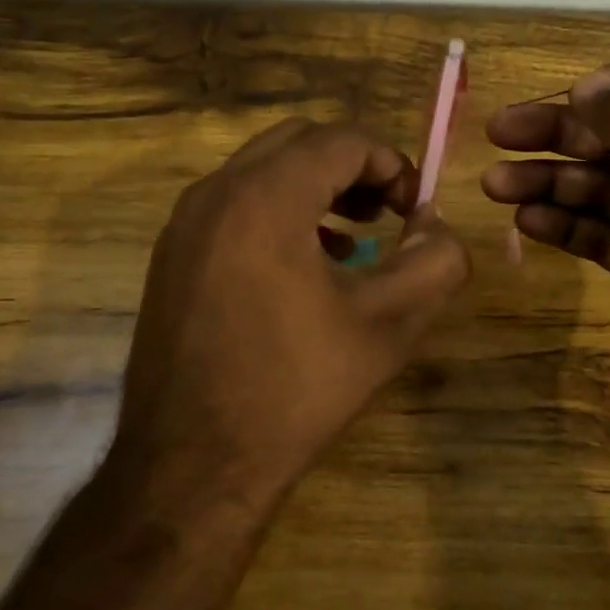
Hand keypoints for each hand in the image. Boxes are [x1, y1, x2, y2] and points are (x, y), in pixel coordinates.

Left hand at [116, 119, 471, 505]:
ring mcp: (184, 224)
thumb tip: (438, 228)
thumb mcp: (387, 326)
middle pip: (298, 142)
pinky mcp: (171, 255)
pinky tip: (305, 263)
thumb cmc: (295, 391)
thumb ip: (434, 264)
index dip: (392, 163)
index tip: (417, 209)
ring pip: (262, 170)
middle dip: (353, 166)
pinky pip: (234, 204)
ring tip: (354, 235)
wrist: (191, 468)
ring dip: (315, 186)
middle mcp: (216, 194)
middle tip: (387, 212)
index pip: (342, 141)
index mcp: (265, 199)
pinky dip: (277, 210)